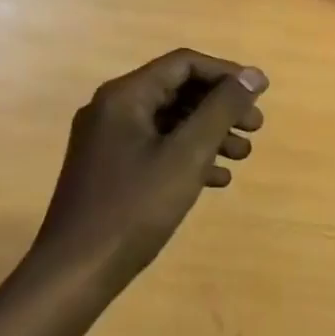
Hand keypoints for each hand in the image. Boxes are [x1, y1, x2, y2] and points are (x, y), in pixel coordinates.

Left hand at [31, 49, 267, 282]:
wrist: (75, 271)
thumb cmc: (134, 207)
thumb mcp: (187, 154)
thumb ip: (222, 109)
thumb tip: (253, 75)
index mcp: (125, 96)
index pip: (184, 64)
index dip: (226, 74)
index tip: (259, 94)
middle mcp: (112, 109)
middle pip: (177, 90)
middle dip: (220, 106)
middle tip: (255, 127)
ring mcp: (107, 140)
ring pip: (169, 121)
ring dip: (209, 132)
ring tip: (242, 155)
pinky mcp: (109, 169)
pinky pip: (156, 147)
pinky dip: (188, 155)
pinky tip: (216, 179)